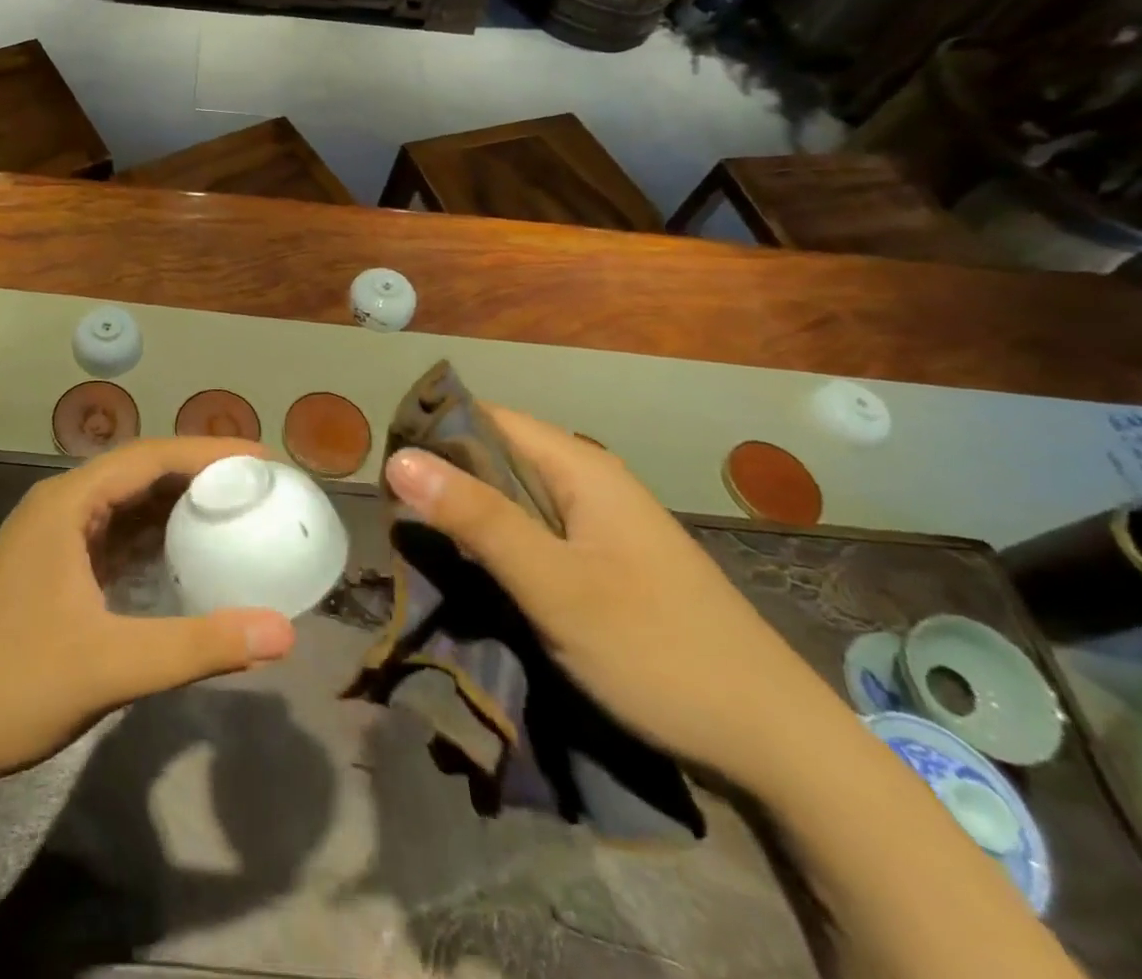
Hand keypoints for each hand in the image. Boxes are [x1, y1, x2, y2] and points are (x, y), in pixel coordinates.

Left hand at [0, 438, 296, 788]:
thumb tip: (284, 632)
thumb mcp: (113, 665)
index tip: (265, 461)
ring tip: (236, 509)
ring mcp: (55, 536)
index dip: (210, 452)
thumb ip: (199, 646)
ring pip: (128, 502)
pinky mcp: (55, 567)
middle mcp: (61, 505)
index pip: (151, 456)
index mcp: (67, 503)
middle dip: (200, 473)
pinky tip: (189, 552)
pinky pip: (116, 534)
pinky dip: (155, 535)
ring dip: (178, 502)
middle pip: (141, 471)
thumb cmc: (15, 687)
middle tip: (259, 484)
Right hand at [384, 407, 844, 787]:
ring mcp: (601, 524)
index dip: (433, 435)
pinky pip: (534, 533)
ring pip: (513, 498)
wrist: (777, 745)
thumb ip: (477, 519)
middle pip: (497, 456)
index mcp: (581, 467)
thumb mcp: (554, 584)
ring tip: (420, 547)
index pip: (487, 418)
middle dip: (444, 481)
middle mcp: (590, 482)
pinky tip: (473, 573)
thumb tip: (398, 459)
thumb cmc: (658, 650)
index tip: (386, 472)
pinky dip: (497, 544)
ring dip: (468, 517)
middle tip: (395, 519)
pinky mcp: (605, 563)